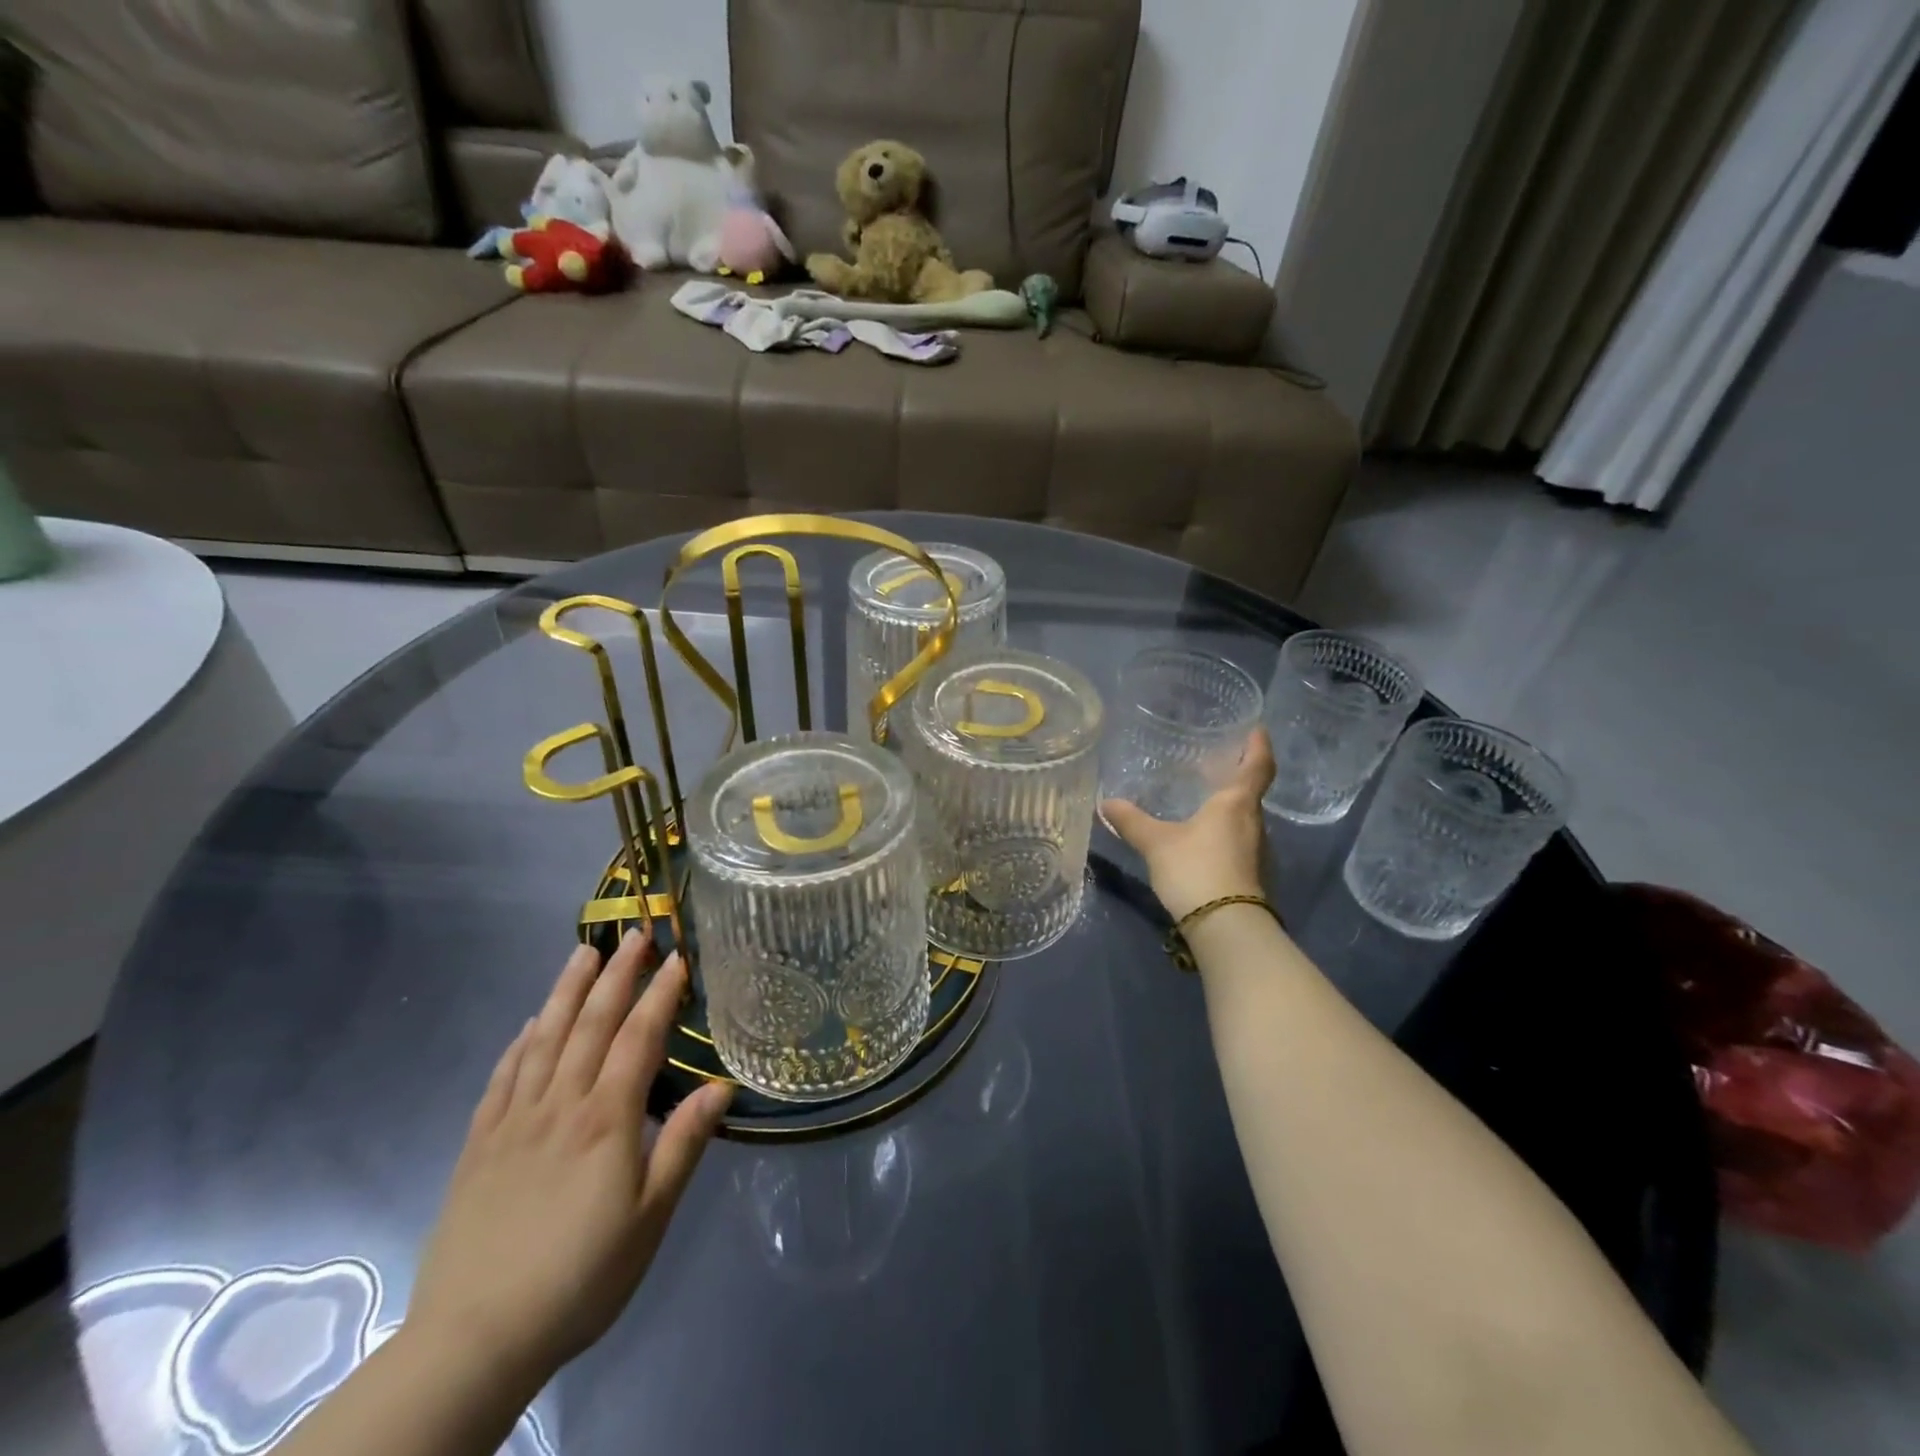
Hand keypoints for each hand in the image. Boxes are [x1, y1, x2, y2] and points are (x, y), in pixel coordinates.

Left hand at [406, 937, 731, 1387]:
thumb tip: (721, 1084)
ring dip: (566, 991)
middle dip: (616, 974)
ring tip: (583, 952)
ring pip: (543, 1039)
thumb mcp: (649, 1218)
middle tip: (634, 933)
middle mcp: (560, 1105)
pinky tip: (529, 1025)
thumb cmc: (581, 1276)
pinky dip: (519, 1044)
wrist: (475, 1339)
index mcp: (606, 1120)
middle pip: (590, 1024)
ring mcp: (514, 1121)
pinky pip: (503, 1078)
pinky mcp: (479, 1145)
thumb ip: (683, 1144)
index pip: (638, 1039)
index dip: (660, 994)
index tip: (677, 957)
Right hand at [1102, 729, 1275, 921]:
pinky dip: (1224, 833)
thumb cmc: (1196, 870)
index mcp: (1236, 804)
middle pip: (1250, 793)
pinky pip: (1239, 843)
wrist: (1226, 927)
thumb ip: (1132, 822)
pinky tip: (1202, 840)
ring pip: (1244, 820)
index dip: (1258, 745)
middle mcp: (1253, 823)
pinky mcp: (1251, 876)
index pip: (1257, 766)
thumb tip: (1105, 803)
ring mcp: (1257, 852)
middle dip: (1235, 778)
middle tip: (1215, 765)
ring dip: (1228, 808)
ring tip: (1203, 802)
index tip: (1257, 729)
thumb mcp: (1156, 843)